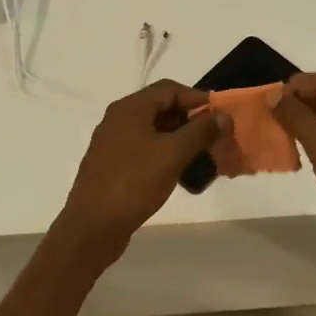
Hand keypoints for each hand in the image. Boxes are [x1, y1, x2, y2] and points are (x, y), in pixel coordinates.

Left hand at [54, 80, 224, 261]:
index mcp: (130, 108)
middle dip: (190, 121)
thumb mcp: (173, 154)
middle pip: (161, 108)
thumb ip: (200, 131)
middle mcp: (118, 119)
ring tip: (201, 158)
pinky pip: (143, 150)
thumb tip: (223, 116)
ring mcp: (112, 143)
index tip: (220, 117)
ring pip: (153, 131)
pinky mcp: (111, 165)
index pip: (170, 89)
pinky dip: (164, 155)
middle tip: (213, 139)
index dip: (198, 99)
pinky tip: (178, 174)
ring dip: (179, 140)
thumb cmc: (134, 183)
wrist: (92, 226)